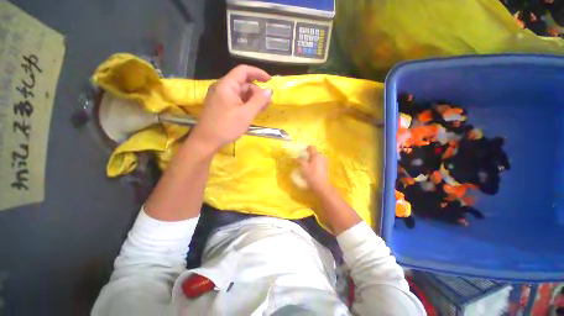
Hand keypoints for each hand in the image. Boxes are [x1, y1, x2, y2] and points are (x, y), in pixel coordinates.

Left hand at [191, 65, 271, 151]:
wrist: (206, 141)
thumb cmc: (226, 127)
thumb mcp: (246, 114)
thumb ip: (259, 101)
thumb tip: (270, 90)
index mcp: (226, 85)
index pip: (243, 71)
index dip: (258, 73)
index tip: (270, 80)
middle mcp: (222, 88)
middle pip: (243, 83)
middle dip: (257, 91)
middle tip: (268, 102)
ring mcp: (221, 97)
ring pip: (241, 92)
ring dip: (253, 98)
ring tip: (264, 107)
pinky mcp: (221, 105)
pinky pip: (236, 100)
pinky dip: (246, 104)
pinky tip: (254, 110)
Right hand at [299, 146, 330, 193]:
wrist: (321, 186)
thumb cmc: (312, 175)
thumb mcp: (304, 167)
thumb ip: (299, 160)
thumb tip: (295, 157)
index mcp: (316, 155)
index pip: (311, 147)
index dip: (306, 148)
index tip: (302, 152)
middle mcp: (322, 156)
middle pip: (314, 153)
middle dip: (308, 155)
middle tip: (302, 159)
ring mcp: (324, 162)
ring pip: (316, 158)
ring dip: (311, 159)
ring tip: (306, 165)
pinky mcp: (325, 167)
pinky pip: (319, 162)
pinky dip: (315, 163)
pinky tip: (311, 169)